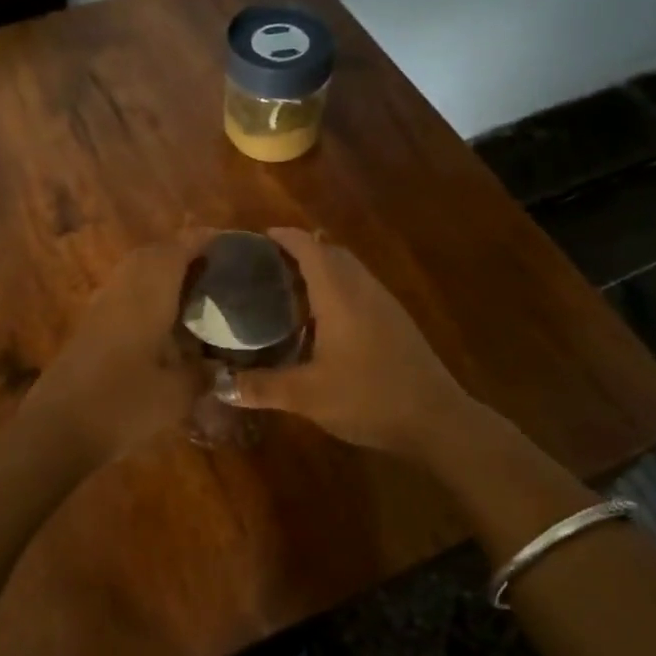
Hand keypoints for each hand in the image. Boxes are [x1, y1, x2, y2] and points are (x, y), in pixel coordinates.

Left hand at [20, 231, 211, 466]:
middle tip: (212, 270)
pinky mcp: (88, 329)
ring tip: (192, 294)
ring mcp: (100, 309)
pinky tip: (162, 324)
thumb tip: (218, 368)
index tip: (227, 243)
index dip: (203, 241)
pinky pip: (122, 296)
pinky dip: (145, 297)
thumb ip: (202, 374)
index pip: (177, 250)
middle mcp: (122, 291)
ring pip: (133, 274)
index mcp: (148, 294)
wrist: (56, 430)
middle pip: (151, 255)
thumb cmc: (123, 405)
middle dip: (181, 254)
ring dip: (160, 275)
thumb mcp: (177, 394)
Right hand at [227, 228, 472, 457]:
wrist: (436, 418)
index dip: (285, 237)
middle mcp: (363, 289)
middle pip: (331, 252)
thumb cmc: (369, 398)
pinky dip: (337, 288)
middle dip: (300, 250)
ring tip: (288, 288)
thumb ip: (262, 387)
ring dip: (321, 268)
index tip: (257, 238)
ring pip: (349, 270)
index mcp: (340, 294)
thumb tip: (220, 384)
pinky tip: (322, 320)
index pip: (310, 247)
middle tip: (266, 266)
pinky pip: (360, 288)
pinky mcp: (395, 321)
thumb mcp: (308, 396)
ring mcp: (384, 303)